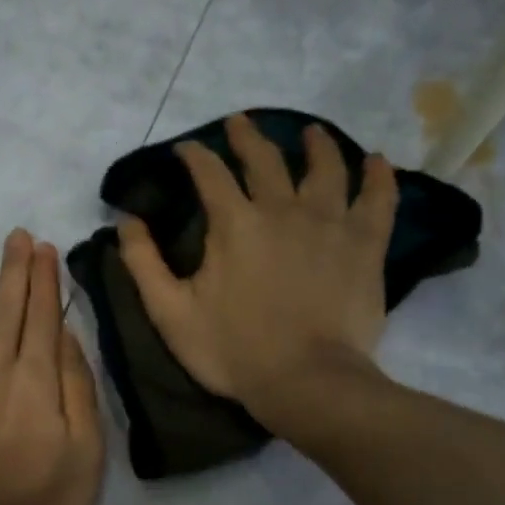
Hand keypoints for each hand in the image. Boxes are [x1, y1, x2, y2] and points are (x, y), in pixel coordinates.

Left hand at [0, 229, 104, 504]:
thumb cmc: (47, 498)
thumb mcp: (87, 448)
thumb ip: (77, 387)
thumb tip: (65, 337)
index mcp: (37, 380)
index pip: (41, 317)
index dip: (42, 280)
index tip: (42, 248)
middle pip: (6, 312)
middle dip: (12, 271)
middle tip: (14, 237)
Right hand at [118, 113, 398, 436]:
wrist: (304, 381)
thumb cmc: (232, 350)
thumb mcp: (170, 313)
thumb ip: (143, 264)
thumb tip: (126, 222)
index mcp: (234, 224)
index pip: (209, 173)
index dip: (195, 156)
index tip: (186, 149)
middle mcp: (283, 209)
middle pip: (265, 159)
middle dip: (248, 137)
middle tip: (240, 123)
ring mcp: (330, 223)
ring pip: (326, 167)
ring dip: (315, 145)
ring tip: (311, 133)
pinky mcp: (365, 245)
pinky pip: (378, 199)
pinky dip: (378, 177)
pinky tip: (376, 162)